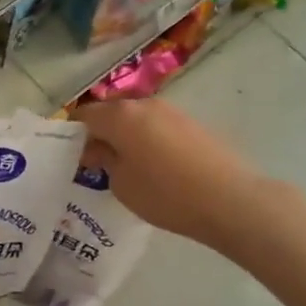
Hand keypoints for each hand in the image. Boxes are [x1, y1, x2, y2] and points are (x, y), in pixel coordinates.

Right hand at [73, 98, 272, 249]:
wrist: (232, 201)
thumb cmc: (166, 195)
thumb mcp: (122, 185)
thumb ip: (104, 161)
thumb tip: (100, 150)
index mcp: (120, 115)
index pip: (84, 115)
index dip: (73, 133)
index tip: (74, 156)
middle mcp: (144, 104)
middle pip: (111, 113)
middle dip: (101, 133)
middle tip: (99, 163)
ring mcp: (172, 111)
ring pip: (136, 119)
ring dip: (127, 136)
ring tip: (129, 166)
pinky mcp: (193, 124)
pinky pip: (158, 127)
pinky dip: (149, 140)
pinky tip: (157, 166)